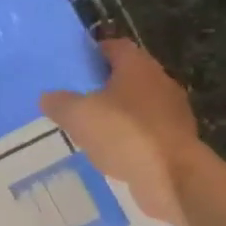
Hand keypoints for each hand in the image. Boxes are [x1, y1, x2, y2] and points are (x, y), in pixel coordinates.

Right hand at [40, 39, 202, 223]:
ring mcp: (173, 114)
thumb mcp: (79, 115)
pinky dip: (130, 140)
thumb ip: (60, 103)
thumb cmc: (124, 134)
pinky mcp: (177, 143)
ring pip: (139, 106)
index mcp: (138, 66)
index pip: (115, 47)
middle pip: (129, 76)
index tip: (75, 66)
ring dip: (118, 115)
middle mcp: (160, 83)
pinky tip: (111, 153)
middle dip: (104, 86)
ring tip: (91, 129)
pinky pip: (147, 134)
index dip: (94, 53)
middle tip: (77, 98)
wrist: (172, 178)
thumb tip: (48, 97)